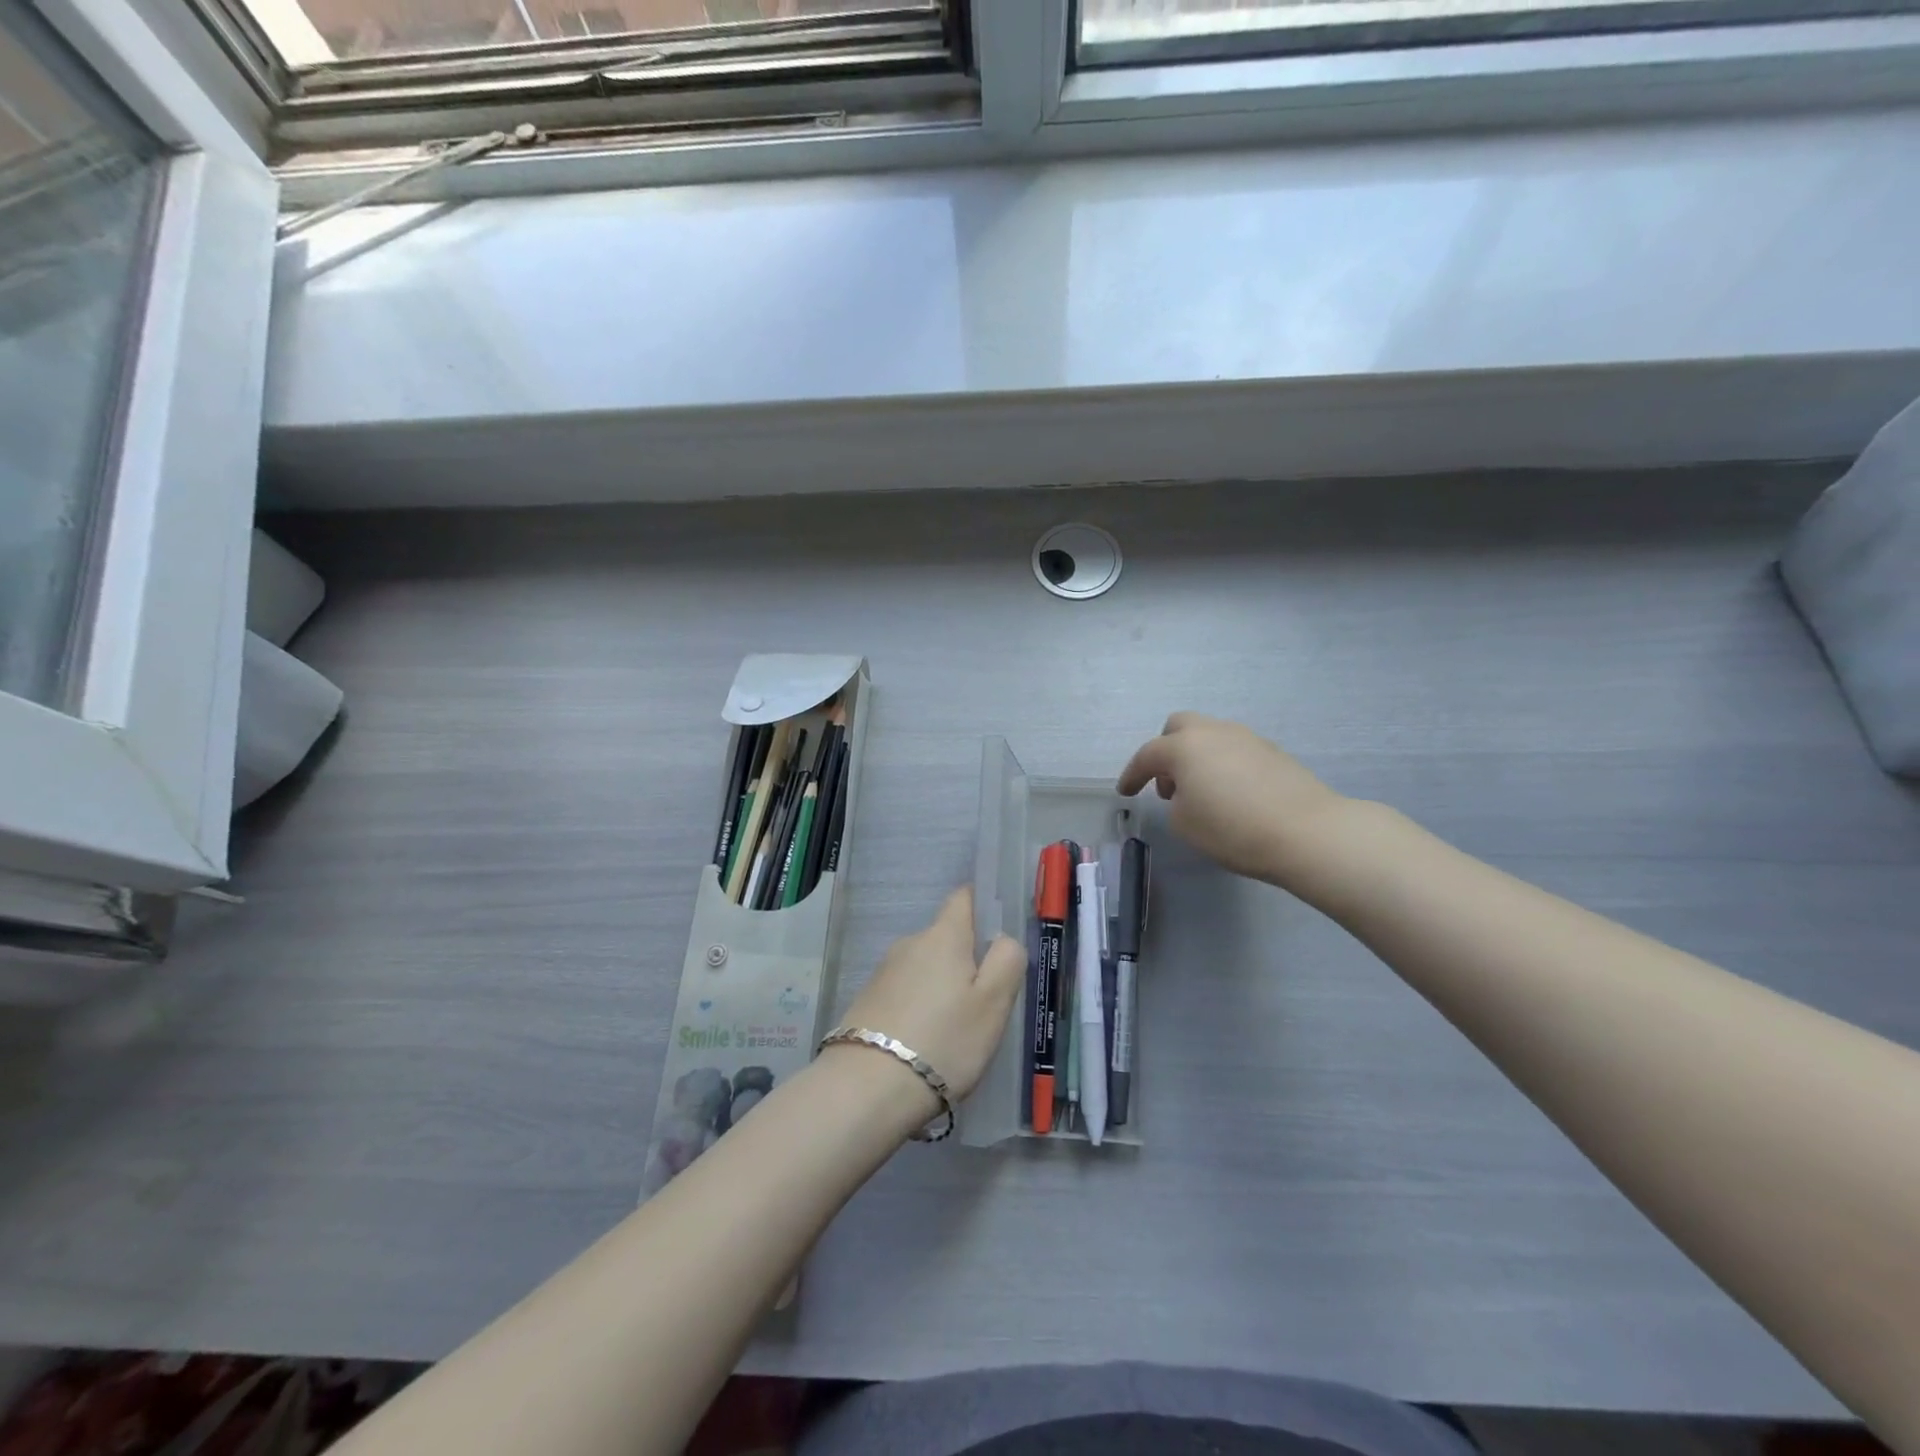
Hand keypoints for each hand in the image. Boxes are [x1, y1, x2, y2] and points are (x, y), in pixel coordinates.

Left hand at [835, 888, 1025, 1105]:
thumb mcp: (993, 1004)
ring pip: (925, 968)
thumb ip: (1007, 960)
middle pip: (946, 939)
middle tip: (984, 1005)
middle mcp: (910, 943)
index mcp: (943, 936)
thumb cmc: (943, 1040)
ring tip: (954, 1033)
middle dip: (965, 962)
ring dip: (941, 988)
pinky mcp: (867, 1001)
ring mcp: (884, 972)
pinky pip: (905, 994)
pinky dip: (919, 1009)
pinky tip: (924, 1044)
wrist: (867, 1088)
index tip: (997, 939)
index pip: (963, 897)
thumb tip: (1003, 938)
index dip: (982, 908)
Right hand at [1118, 713, 1349, 885]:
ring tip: (1200, 791)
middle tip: (1166, 784)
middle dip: (1166, 750)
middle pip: (1179, 726)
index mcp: (1184, 747)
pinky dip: (1222, 764)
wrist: (1306, 832)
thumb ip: (1175, 802)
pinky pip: (1234, 749)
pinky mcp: (1272, 751)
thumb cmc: (1233, 829)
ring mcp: (1246, 738)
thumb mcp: (1185, 824)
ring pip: (1209, 735)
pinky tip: (1230, 793)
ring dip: (1196, 756)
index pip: (1147, 755)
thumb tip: (1188, 794)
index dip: (1132, 774)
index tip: (1125, 792)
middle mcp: (1213, 732)